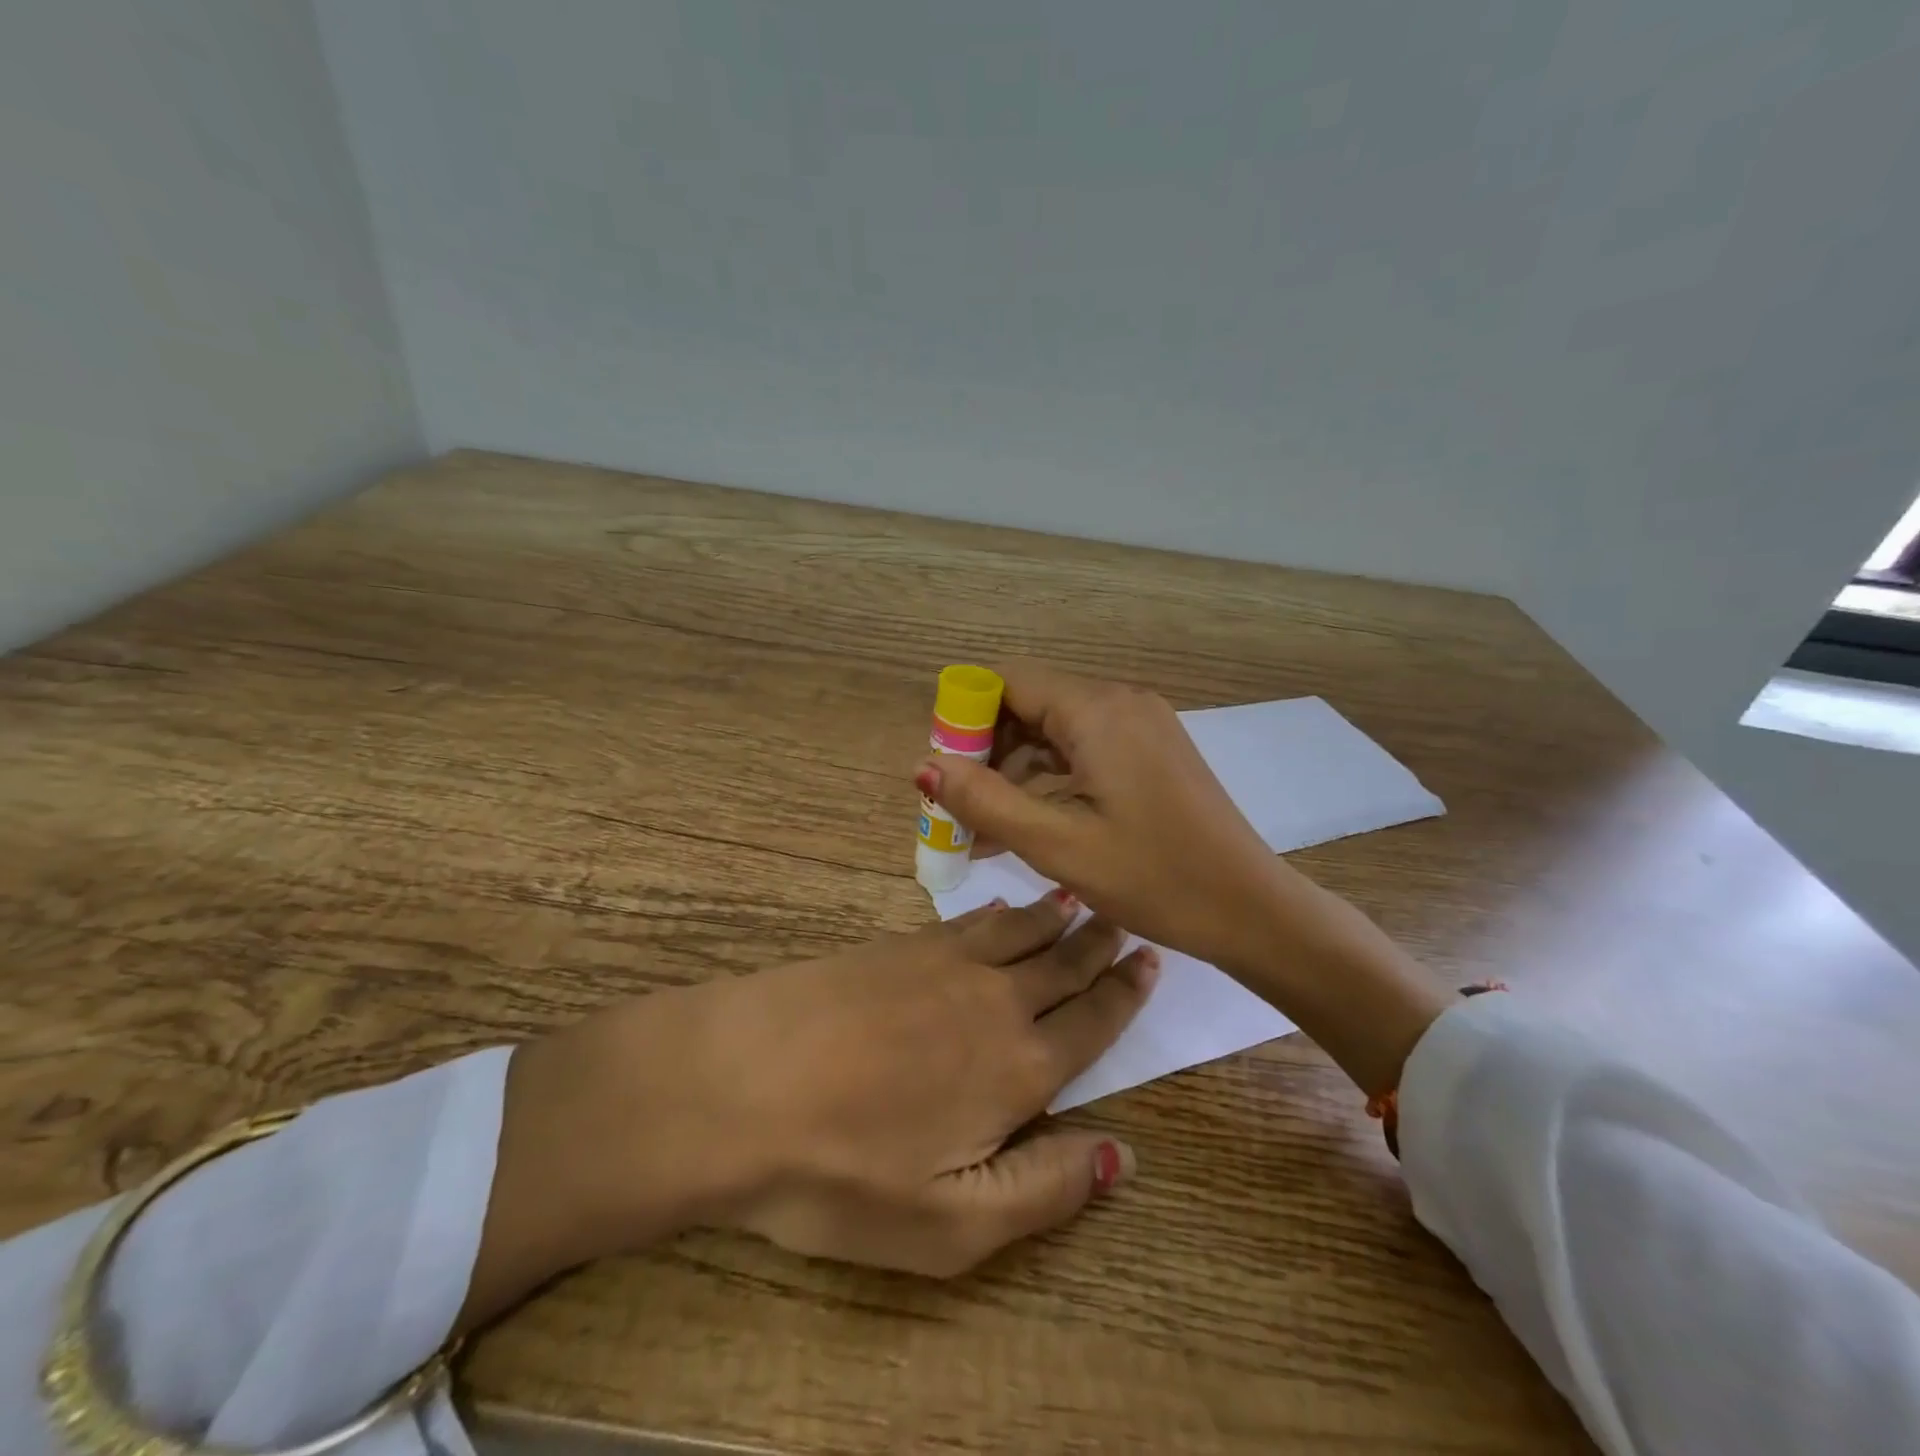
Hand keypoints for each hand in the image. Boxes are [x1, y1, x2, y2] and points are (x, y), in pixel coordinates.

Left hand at [464, 896, 1157, 1323]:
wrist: (740, 1082)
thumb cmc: (841, 1172)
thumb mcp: (949, 1224)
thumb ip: (1043, 1188)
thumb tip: (1122, 1154)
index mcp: (1018, 1070)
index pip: (1091, 1023)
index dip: (1124, 995)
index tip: (1149, 961)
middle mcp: (994, 1003)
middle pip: (1062, 966)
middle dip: (1098, 944)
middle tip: (1123, 919)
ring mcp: (942, 965)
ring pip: (1018, 933)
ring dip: (1053, 918)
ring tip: (1078, 900)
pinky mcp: (896, 946)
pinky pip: (967, 922)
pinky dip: (997, 912)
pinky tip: (1001, 908)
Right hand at [915, 663, 1450, 1099]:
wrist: (1251, 909)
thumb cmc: (1154, 878)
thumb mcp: (1056, 845)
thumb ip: (984, 800)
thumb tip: (925, 764)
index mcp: (1097, 711)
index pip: (1008, 681)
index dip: (966, 718)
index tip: (945, 769)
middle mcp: (1120, 702)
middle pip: (1031, 703)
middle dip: (988, 750)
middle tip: (960, 806)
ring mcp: (1142, 725)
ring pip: (1057, 729)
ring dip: (1017, 770)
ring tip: (987, 827)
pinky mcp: (1153, 751)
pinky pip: (1086, 748)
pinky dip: (1052, 777)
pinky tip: (1031, 822)